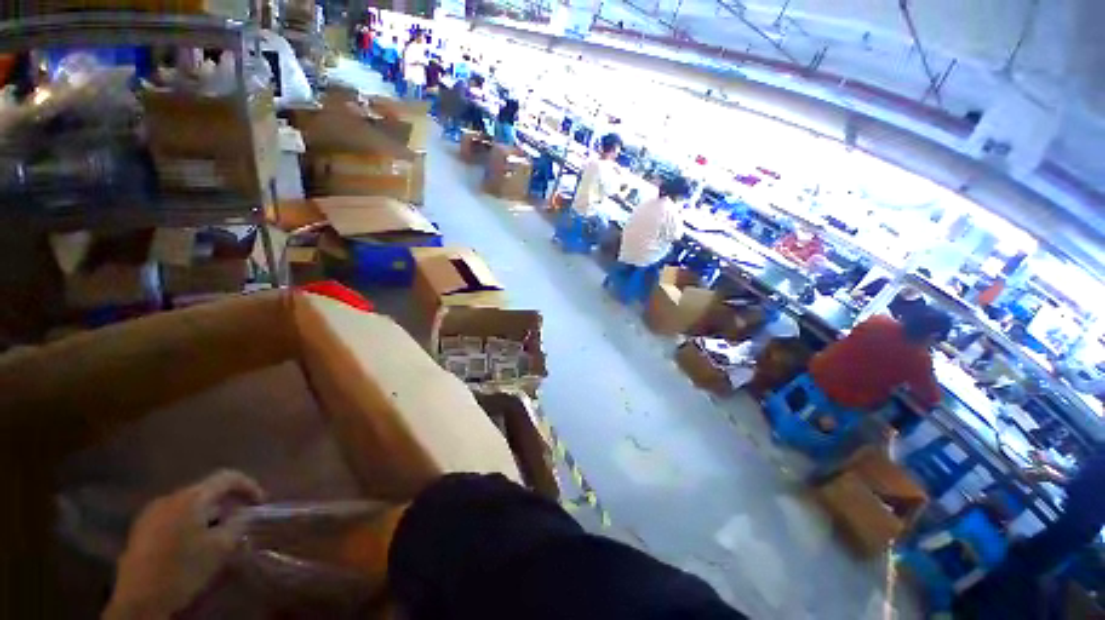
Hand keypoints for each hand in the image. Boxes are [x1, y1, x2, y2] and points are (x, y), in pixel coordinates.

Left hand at [103, 470, 264, 619]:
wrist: (139, 599)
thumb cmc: (184, 569)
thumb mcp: (220, 548)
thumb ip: (238, 524)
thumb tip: (246, 512)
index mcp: (190, 498)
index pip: (227, 477)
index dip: (248, 485)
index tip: (261, 502)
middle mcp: (169, 497)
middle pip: (206, 492)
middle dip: (226, 504)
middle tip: (239, 522)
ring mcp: (151, 513)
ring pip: (188, 506)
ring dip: (207, 516)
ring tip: (217, 536)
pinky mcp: (141, 529)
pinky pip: (173, 517)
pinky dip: (189, 524)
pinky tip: (191, 545)